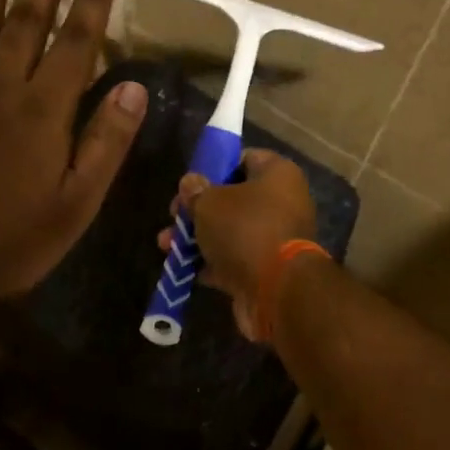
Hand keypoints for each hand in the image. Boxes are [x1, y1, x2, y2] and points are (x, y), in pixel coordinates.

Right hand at [159, 149, 316, 338]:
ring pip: (230, 231)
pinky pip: (235, 259)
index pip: (244, 158)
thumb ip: (196, 191)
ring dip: (198, 238)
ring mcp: (277, 238)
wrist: (277, 291)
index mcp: (278, 174)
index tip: (190, 182)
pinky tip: (182, 268)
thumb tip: (190, 183)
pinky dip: (210, 263)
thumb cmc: (244, 229)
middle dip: (198, 209)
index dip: (214, 167)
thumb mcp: (209, 202)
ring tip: (165, 245)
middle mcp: (283, 202)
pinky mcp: (268, 270)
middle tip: (173, 216)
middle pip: (233, 198)